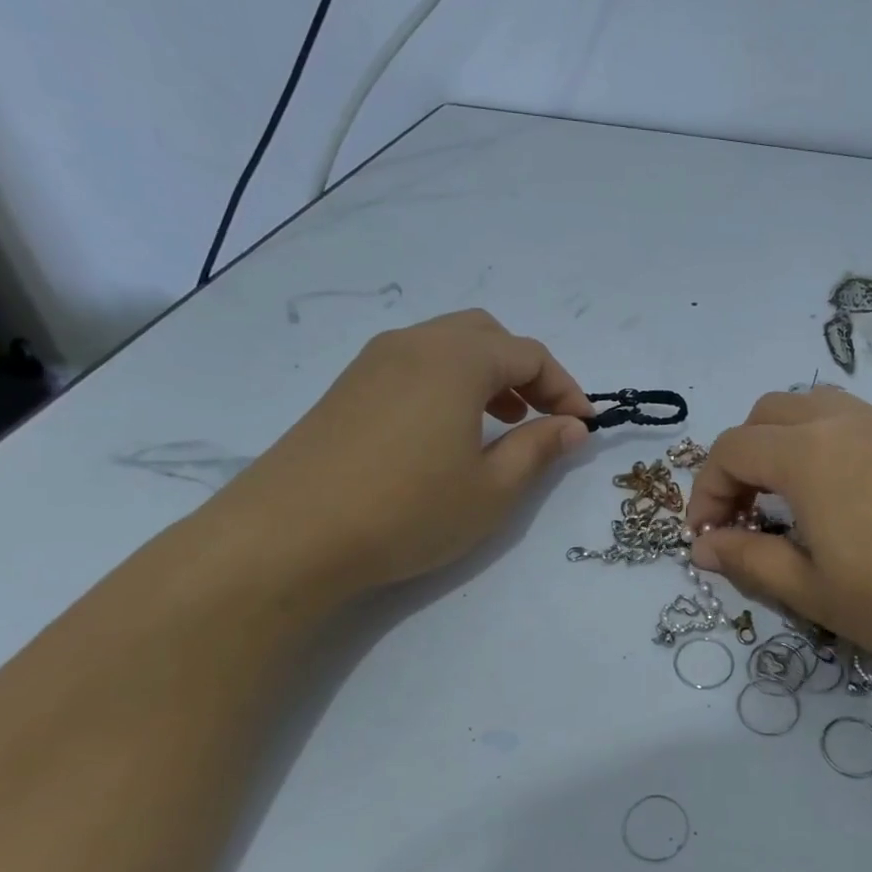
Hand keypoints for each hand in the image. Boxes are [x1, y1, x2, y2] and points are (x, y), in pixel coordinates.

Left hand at [214, 310, 590, 594]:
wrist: (287, 536)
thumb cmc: (408, 510)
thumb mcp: (493, 489)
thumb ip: (539, 449)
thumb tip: (572, 426)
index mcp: (457, 359)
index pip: (530, 355)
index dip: (565, 388)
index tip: (584, 425)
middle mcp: (415, 344)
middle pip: (487, 335)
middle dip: (526, 371)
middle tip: (542, 417)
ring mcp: (374, 362)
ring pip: (447, 346)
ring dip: (486, 375)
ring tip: (501, 423)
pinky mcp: (347, 388)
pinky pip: (414, 365)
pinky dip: (448, 383)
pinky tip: (447, 432)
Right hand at [685, 388, 871, 689]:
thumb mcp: (813, 591)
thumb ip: (748, 559)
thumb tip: (701, 546)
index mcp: (807, 452)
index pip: (731, 450)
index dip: (706, 491)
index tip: (707, 538)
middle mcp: (842, 421)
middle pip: (766, 416)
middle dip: (739, 461)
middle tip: (744, 517)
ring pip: (810, 409)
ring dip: (781, 445)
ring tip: (787, 502)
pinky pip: (850, 422)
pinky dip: (821, 445)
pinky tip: (840, 498)